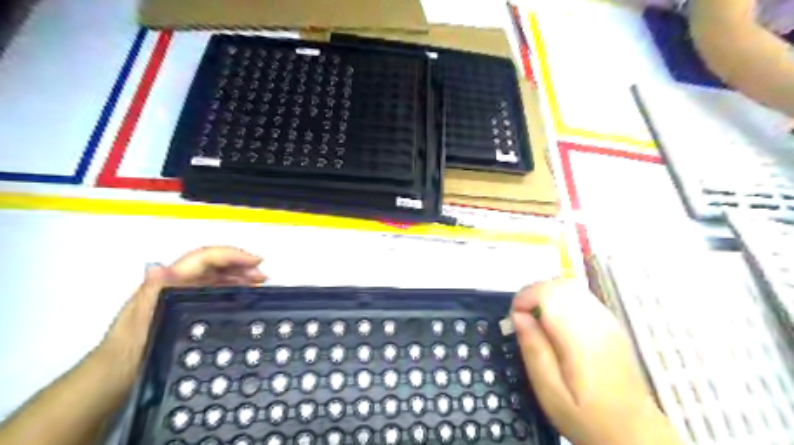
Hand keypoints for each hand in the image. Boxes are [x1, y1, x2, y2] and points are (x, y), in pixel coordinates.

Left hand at [98, 246, 265, 381]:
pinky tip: (245, 293)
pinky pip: (217, 289)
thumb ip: (150, 293)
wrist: (118, 374)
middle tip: (263, 275)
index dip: (231, 255)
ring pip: (218, 275)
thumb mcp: (139, 323)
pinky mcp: (190, 305)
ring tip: (260, 282)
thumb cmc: (129, 349)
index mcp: (169, 281)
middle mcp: (179, 282)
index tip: (255, 261)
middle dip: (241, 264)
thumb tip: (157, 267)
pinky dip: (234, 287)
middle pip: (215, 264)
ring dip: (240, 275)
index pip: (204, 258)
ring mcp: (185, 293)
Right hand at [516, 279, 681, 443]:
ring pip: (571, 286)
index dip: (525, 297)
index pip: (549, 293)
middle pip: (560, 284)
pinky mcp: (611, 323)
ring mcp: (608, 320)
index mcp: (581, 338)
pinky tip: (557, 323)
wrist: (635, 434)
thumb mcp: (550, 392)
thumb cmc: (587, 417)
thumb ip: (533, 350)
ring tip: (537, 319)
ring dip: (547, 294)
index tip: (515, 317)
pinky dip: (561, 299)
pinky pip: (581, 296)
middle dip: (533, 293)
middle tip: (522, 317)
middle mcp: (597, 321)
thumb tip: (518, 317)